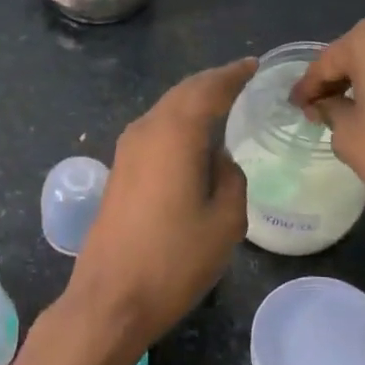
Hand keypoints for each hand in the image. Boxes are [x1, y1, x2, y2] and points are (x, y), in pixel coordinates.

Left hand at [60, 58, 255, 364]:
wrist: (111, 299)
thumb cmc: (174, 261)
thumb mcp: (226, 222)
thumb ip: (231, 178)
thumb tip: (220, 161)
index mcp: (174, 134)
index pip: (208, 89)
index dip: (233, 75)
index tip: (254, 65)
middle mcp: (145, 131)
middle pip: (182, 94)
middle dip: (212, 84)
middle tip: (241, 80)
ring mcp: (125, 152)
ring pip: (164, 111)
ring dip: (192, 104)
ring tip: (222, 105)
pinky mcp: (118, 173)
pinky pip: (154, 132)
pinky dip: (177, 125)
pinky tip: (193, 139)